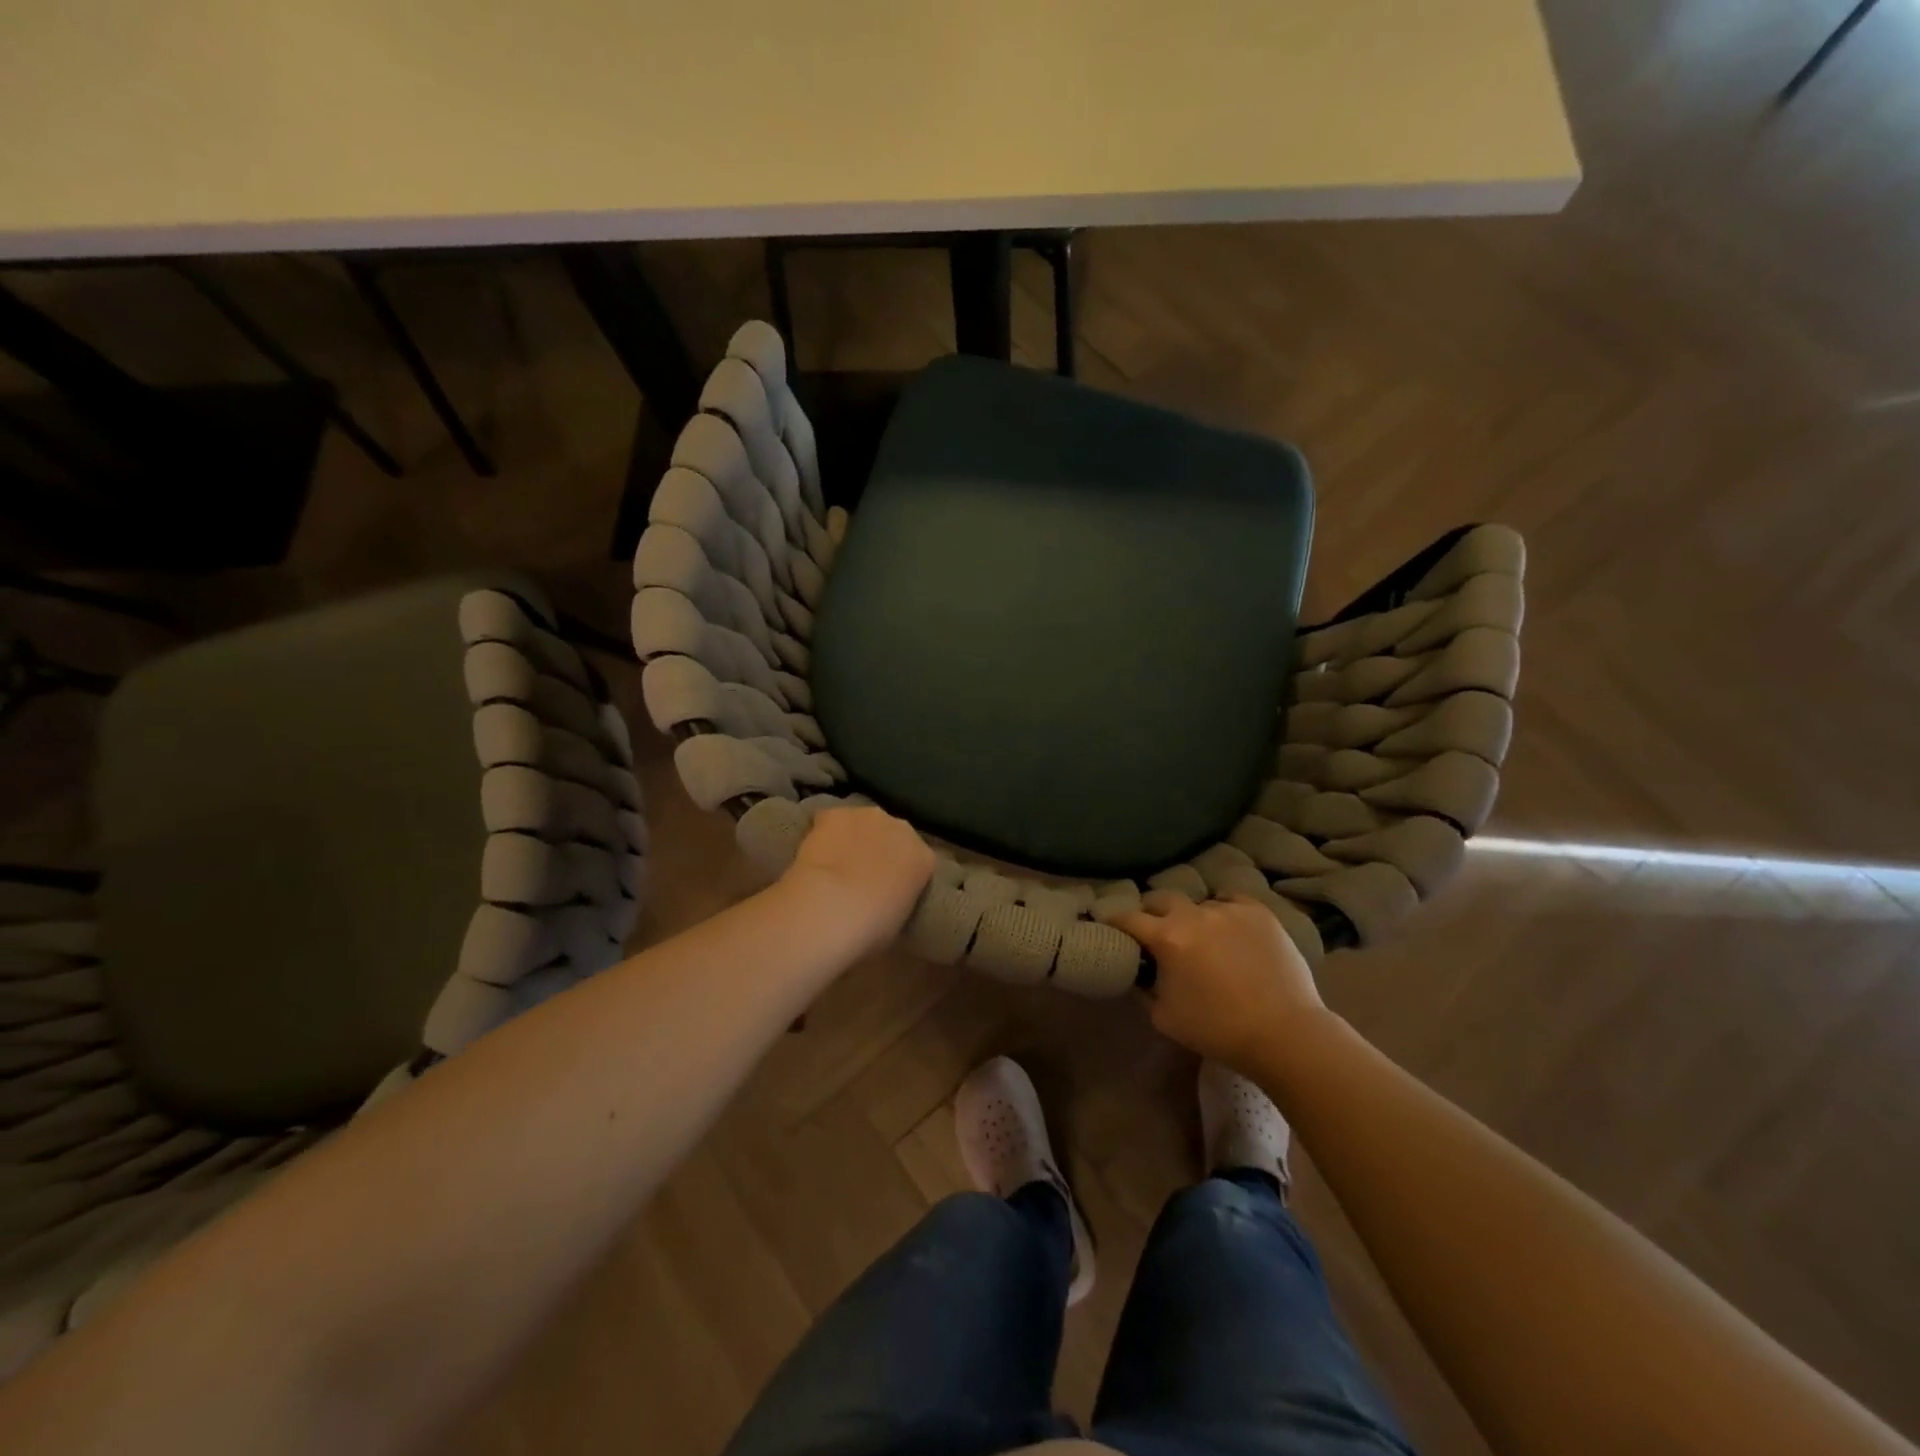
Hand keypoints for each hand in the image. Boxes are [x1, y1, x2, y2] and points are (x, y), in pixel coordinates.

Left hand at [780, 805, 936, 948]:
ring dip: (853, 838)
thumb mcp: (897, 921)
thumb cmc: (871, 929)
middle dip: (880, 850)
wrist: (832, 908)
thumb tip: (884, 900)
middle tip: (861, 876)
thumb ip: (898, 900)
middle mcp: (903, 829)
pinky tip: (813, 854)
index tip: (887, 890)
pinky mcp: (835, 814)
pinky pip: (831, 820)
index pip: (918, 861)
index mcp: (924, 859)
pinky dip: (824, 833)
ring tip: (834, 865)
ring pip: (862, 824)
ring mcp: (869, 816)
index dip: (901, 873)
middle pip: (893, 835)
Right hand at [1111, 894, 1327, 1070]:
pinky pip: (1231, 901)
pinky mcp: (1259, 913)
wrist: (1285, 1034)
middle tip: (1155, 930)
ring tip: (1201, 936)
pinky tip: (1229, 928)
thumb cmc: (1218, 1030)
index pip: (1128, 918)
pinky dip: (1223, 911)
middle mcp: (1194, 915)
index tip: (1108, 922)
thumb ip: (1145, 987)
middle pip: (1161, 899)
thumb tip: (1141, 971)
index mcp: (1167, 938)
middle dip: (1152, 912)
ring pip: (1199, 904)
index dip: (1114, 920)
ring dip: (1192, 917)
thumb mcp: (1165, 1017)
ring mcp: (1229, 909)